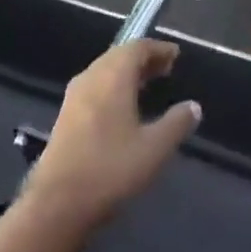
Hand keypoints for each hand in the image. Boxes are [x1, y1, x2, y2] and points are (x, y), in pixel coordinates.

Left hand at [27, 40, 199, 233]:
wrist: (57, 203)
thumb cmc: (111, 169)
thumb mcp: (154, 148)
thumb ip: (177, 123)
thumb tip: (193, 106)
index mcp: (112, 77)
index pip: (137, 48)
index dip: (158, 49)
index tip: (176, 55)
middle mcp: (91, 78)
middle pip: (118, 56)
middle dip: (143, 59)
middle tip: (165, 69)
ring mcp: (74, 97)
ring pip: (104, 71)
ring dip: (126, 73)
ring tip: (147, 85)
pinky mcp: (65, 116)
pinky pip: (94, 87)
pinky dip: (113, 87)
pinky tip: (122, 108)